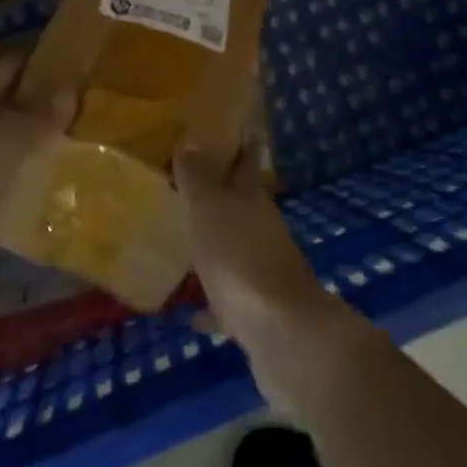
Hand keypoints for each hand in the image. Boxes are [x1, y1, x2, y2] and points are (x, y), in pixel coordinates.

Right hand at [175, 146, 360, 403]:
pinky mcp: (260, 312)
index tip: (225, 132)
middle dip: (220, 194)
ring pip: (236, 249)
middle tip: (188, 186)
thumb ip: (197, 177)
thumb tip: (189, 141)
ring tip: (184, 243)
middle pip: (240, 204)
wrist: (282, 334)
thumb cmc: (239, 258)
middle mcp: (262, 229)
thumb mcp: (209, 208)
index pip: (245, 161)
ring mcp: (264, 271)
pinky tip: (191, 313)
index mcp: (252, 198)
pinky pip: (230, 299)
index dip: (237, 145)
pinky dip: (214, 303)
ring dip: (215, 246)